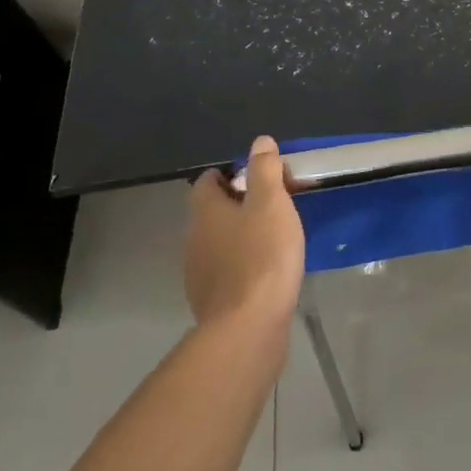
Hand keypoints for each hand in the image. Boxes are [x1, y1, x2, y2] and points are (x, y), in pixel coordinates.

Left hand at [185, 137, 304, 328]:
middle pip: (213, 211)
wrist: (248, 327)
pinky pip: (226, 270)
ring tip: (276, 238)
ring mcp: (199, 272)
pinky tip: (267, 271)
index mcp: (205, 211)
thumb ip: (265, 170)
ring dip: (242, 235)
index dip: (231, 174)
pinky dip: (243, 264)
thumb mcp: (271, 203)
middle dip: (240, 204)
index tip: (261, 178)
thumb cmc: (262, 256)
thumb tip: (260, 142)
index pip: (207, 181)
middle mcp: (194, 238)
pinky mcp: (211, 301)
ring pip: (219, 242)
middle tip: (276, 205)